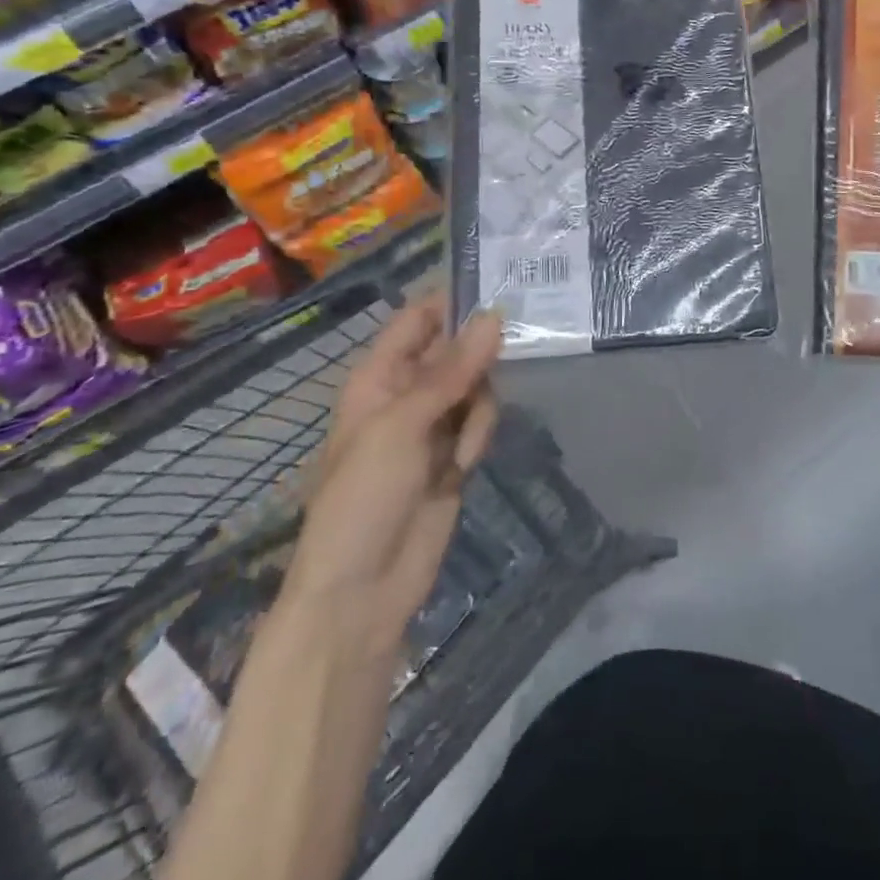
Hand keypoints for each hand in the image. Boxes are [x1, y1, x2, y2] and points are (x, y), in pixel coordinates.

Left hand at [282, 297, 502, 654]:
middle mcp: (407, 393)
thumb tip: (495, 315)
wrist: (362, 592)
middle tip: (517, 349)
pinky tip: (466, 462)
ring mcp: (432, 426)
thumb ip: (452, 371)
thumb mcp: (402, 426)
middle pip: (456, 350)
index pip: (418, 319)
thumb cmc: (364, 498)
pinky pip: (481, 422)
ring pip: (476, 386)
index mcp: (379, 377)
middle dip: (481, 353)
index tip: (502, 286)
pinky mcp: (454, 455)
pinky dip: (480, 435)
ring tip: (463, 444)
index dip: (453, 301)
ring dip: (480, 406)